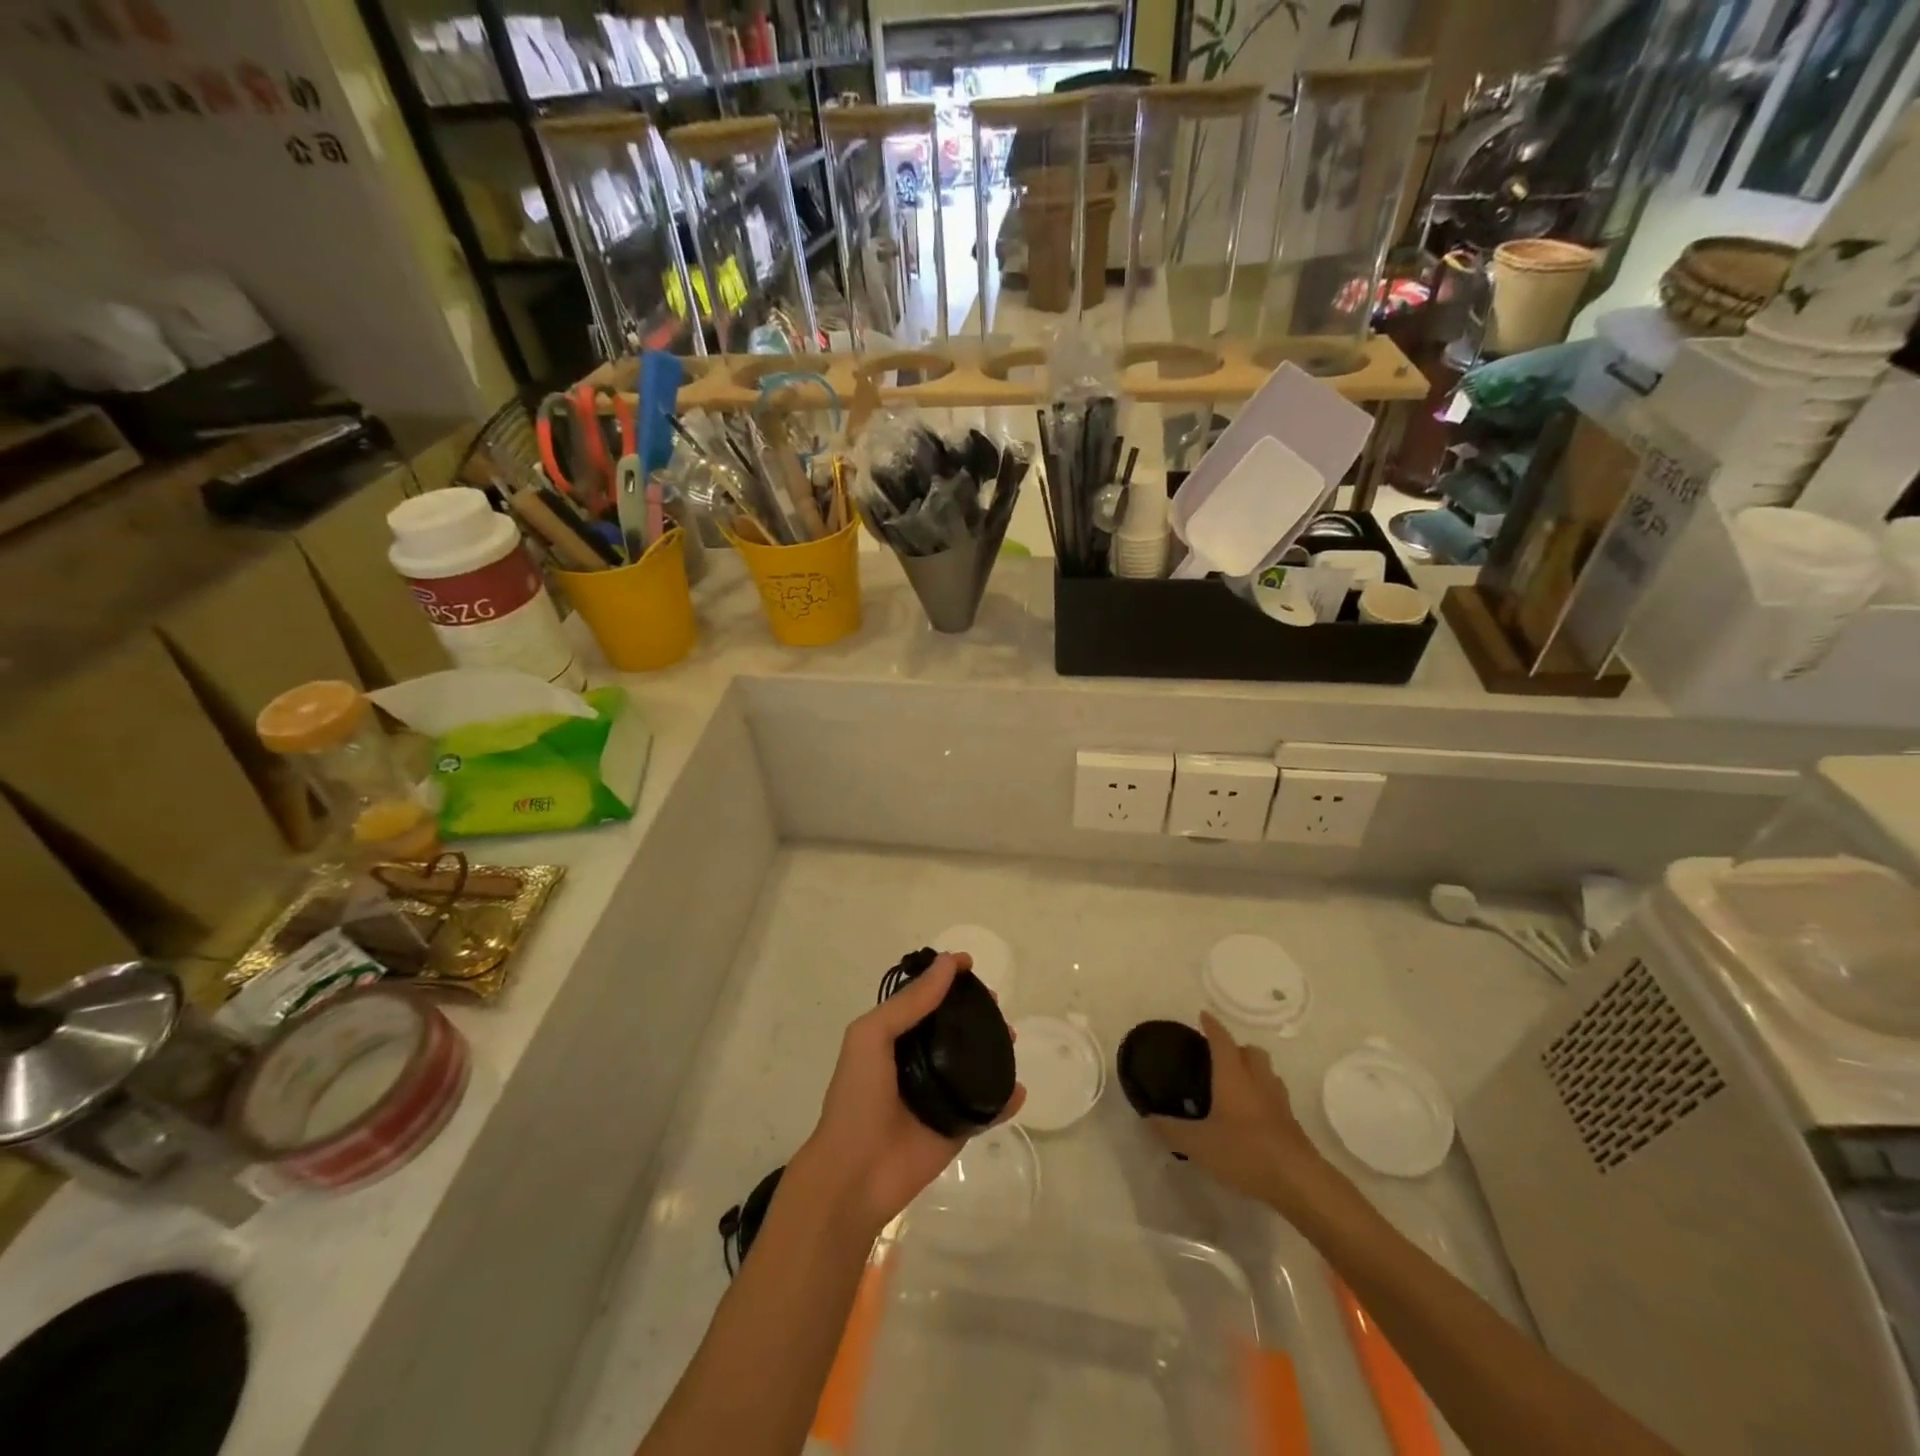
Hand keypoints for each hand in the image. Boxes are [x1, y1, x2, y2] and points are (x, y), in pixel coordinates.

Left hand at [795, 953, 1025, 1236]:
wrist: (856, 1174)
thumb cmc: (858, 1097)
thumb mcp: (872, 1036)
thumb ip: (910, 1003)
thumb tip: (947, 964)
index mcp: (894, 1038)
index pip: (924, 1000)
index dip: (945, 980)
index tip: (969, 965)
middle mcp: (919, 1061)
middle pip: (954, 1028)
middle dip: (975, 1011)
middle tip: (995, 1003)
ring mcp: (940, 1095)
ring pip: (975, 1063)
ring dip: (995, 1047)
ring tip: (1011, 1036)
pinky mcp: (957, 1127)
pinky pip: (987, 1108)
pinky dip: (1005, 1098)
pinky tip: (1018, 1089)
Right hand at [1148, 1012, 1336, 1214]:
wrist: (1299, 1181)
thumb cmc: (1245, 1152)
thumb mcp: (1199, 1144)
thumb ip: (1172, 1130)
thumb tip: (1149, 1118)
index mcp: (1233, 1076)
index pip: (1222, 1040)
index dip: (1212, 1026)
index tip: (1203, 1015)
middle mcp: (1258, 1081)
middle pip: (1251, 1051)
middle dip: (1236, 1047)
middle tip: (1218, 1056)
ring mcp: (1278, 1101)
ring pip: (1267, 1072)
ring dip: (1253, 1069)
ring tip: (1235, 1083)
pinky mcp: (1291, 1123)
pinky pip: (1275, 1096)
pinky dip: (1262, 1095)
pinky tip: (1251, 1114)